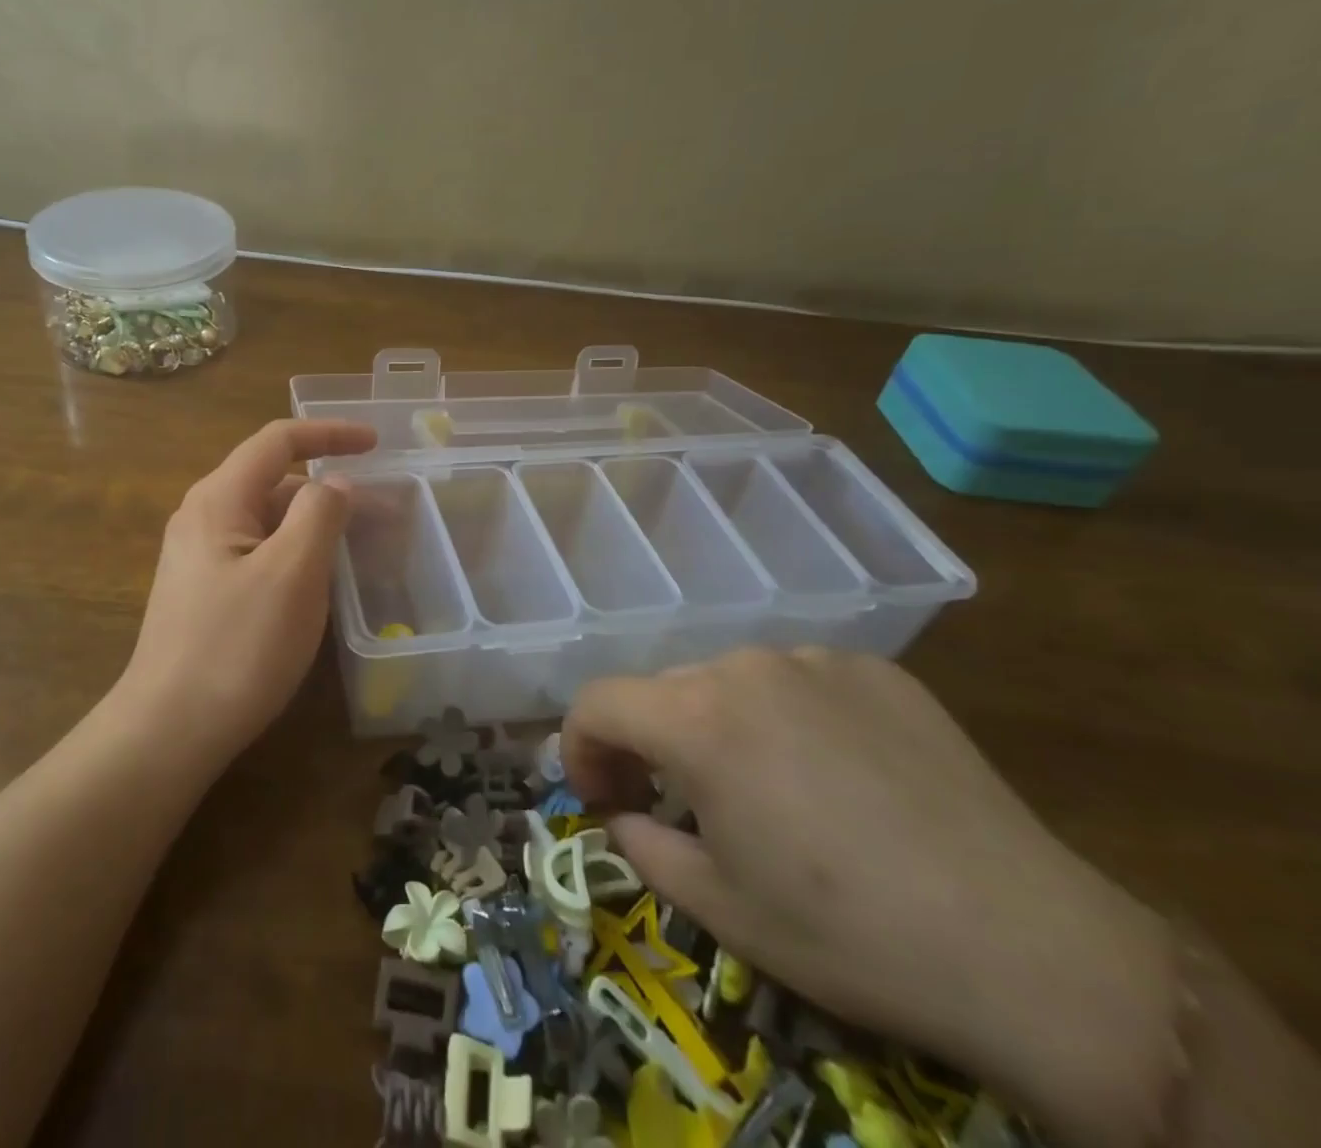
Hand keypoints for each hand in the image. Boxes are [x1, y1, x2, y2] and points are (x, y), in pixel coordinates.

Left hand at [118, 419, 375, 759]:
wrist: (168, 731)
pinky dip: (297, 554)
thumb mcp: (292, 574)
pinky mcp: (206, 593)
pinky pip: (260, 554)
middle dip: (330, 489)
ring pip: (269, 522)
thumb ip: (320, 514)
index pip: (278, 441)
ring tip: (362, 549)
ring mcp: (200, 558)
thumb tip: (335, 483)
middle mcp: (203, 518)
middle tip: (384, 514)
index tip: (376, 442)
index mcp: (219, 499)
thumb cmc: (236, 647)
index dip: (329, 433)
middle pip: (274, 481)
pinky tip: (322, 583)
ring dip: (316, 525)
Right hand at [565, 648, 1177, 1146]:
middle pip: (663, 691)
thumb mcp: (721, 908)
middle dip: (648, 743)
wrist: (1032, 951)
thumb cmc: (850, 935)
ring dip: (716, 727)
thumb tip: (624, 815)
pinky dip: (786, 717)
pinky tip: (834, 775)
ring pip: (729, 682)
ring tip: (762, 791)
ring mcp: (816, 660)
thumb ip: (644, 846)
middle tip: (672, 803)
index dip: (579, 747)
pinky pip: (799, 682)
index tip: (598, 796)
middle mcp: (745, 666)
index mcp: (697, 718)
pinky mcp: (878, 670)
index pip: (597, 703)